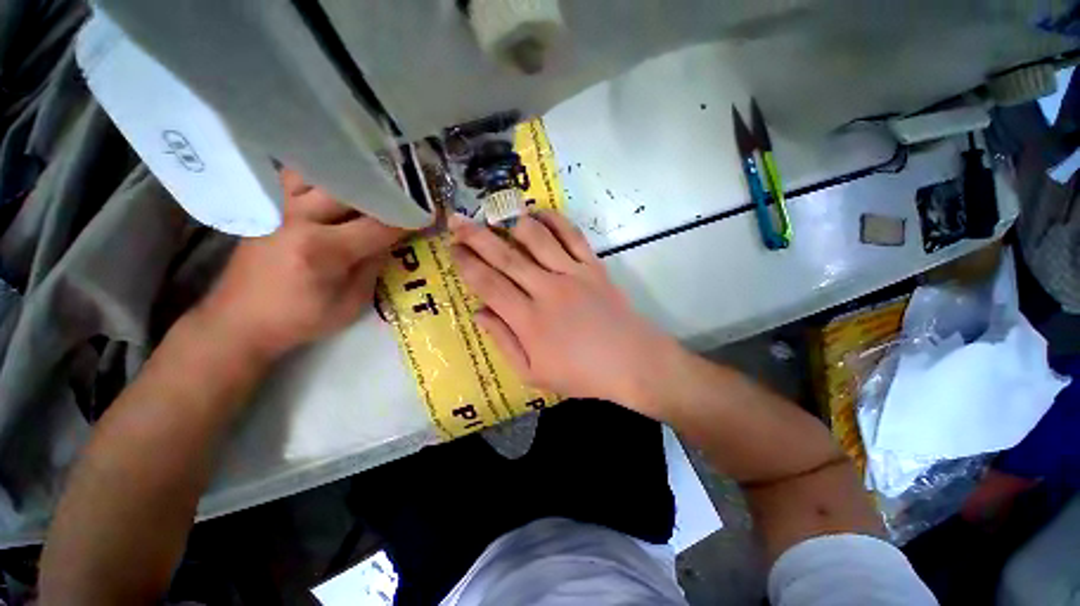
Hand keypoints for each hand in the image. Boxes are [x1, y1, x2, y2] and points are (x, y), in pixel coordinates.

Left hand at [195, 168, 405, 361]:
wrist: (239, 320)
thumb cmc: (300, 319)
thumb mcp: (351, 304)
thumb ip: (373, 267)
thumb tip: (390, 241)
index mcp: (323, 250)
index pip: (378, 226)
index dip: (408, 221)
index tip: (428, 215)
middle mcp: (298, 219)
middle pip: (352, 190)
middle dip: (385, 193)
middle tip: (406, 196)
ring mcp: (278, 208)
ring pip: (322, 174)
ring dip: (351, 179)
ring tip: (372, 188)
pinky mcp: (267, 207)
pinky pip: (298, 178)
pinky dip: (323, 178)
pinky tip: (338, 188)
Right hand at [449, 212, 681, 417]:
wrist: (631, 361)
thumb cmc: (581, 373)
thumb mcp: (534, 373)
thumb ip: (504, 342)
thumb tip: (478, 312)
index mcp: (529, 320)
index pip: (488, 284)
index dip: (466, 264)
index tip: (452, 248)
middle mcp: (547, 290)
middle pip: (505, 256)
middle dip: (476, 236)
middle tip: (457, 220)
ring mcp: (572, 274)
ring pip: (537, 239)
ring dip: (512, 223)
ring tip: (497, 217)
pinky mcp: (594, 266)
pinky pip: (571, 235)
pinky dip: (554, 220)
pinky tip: (538, 213)